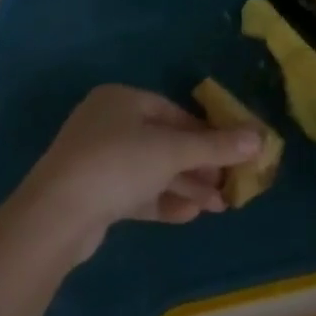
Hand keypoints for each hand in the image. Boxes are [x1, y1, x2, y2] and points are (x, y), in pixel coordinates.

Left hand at [12, 85, 262, 262]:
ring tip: (218, 207)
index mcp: (122, 99)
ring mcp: (98, 160)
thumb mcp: (172, 151)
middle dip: (199, 165)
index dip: (207, 133)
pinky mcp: (93, 195)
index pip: (174, 113)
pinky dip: (162, 201)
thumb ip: (216, 145)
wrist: (55, 216)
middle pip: (164, 142)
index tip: (233, 153)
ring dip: (185, 186)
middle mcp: (108, 123)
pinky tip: (189, 215)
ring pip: (152, 170)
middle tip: (229, 186)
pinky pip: (136, 193)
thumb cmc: (117, 165)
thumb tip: (259, 137)